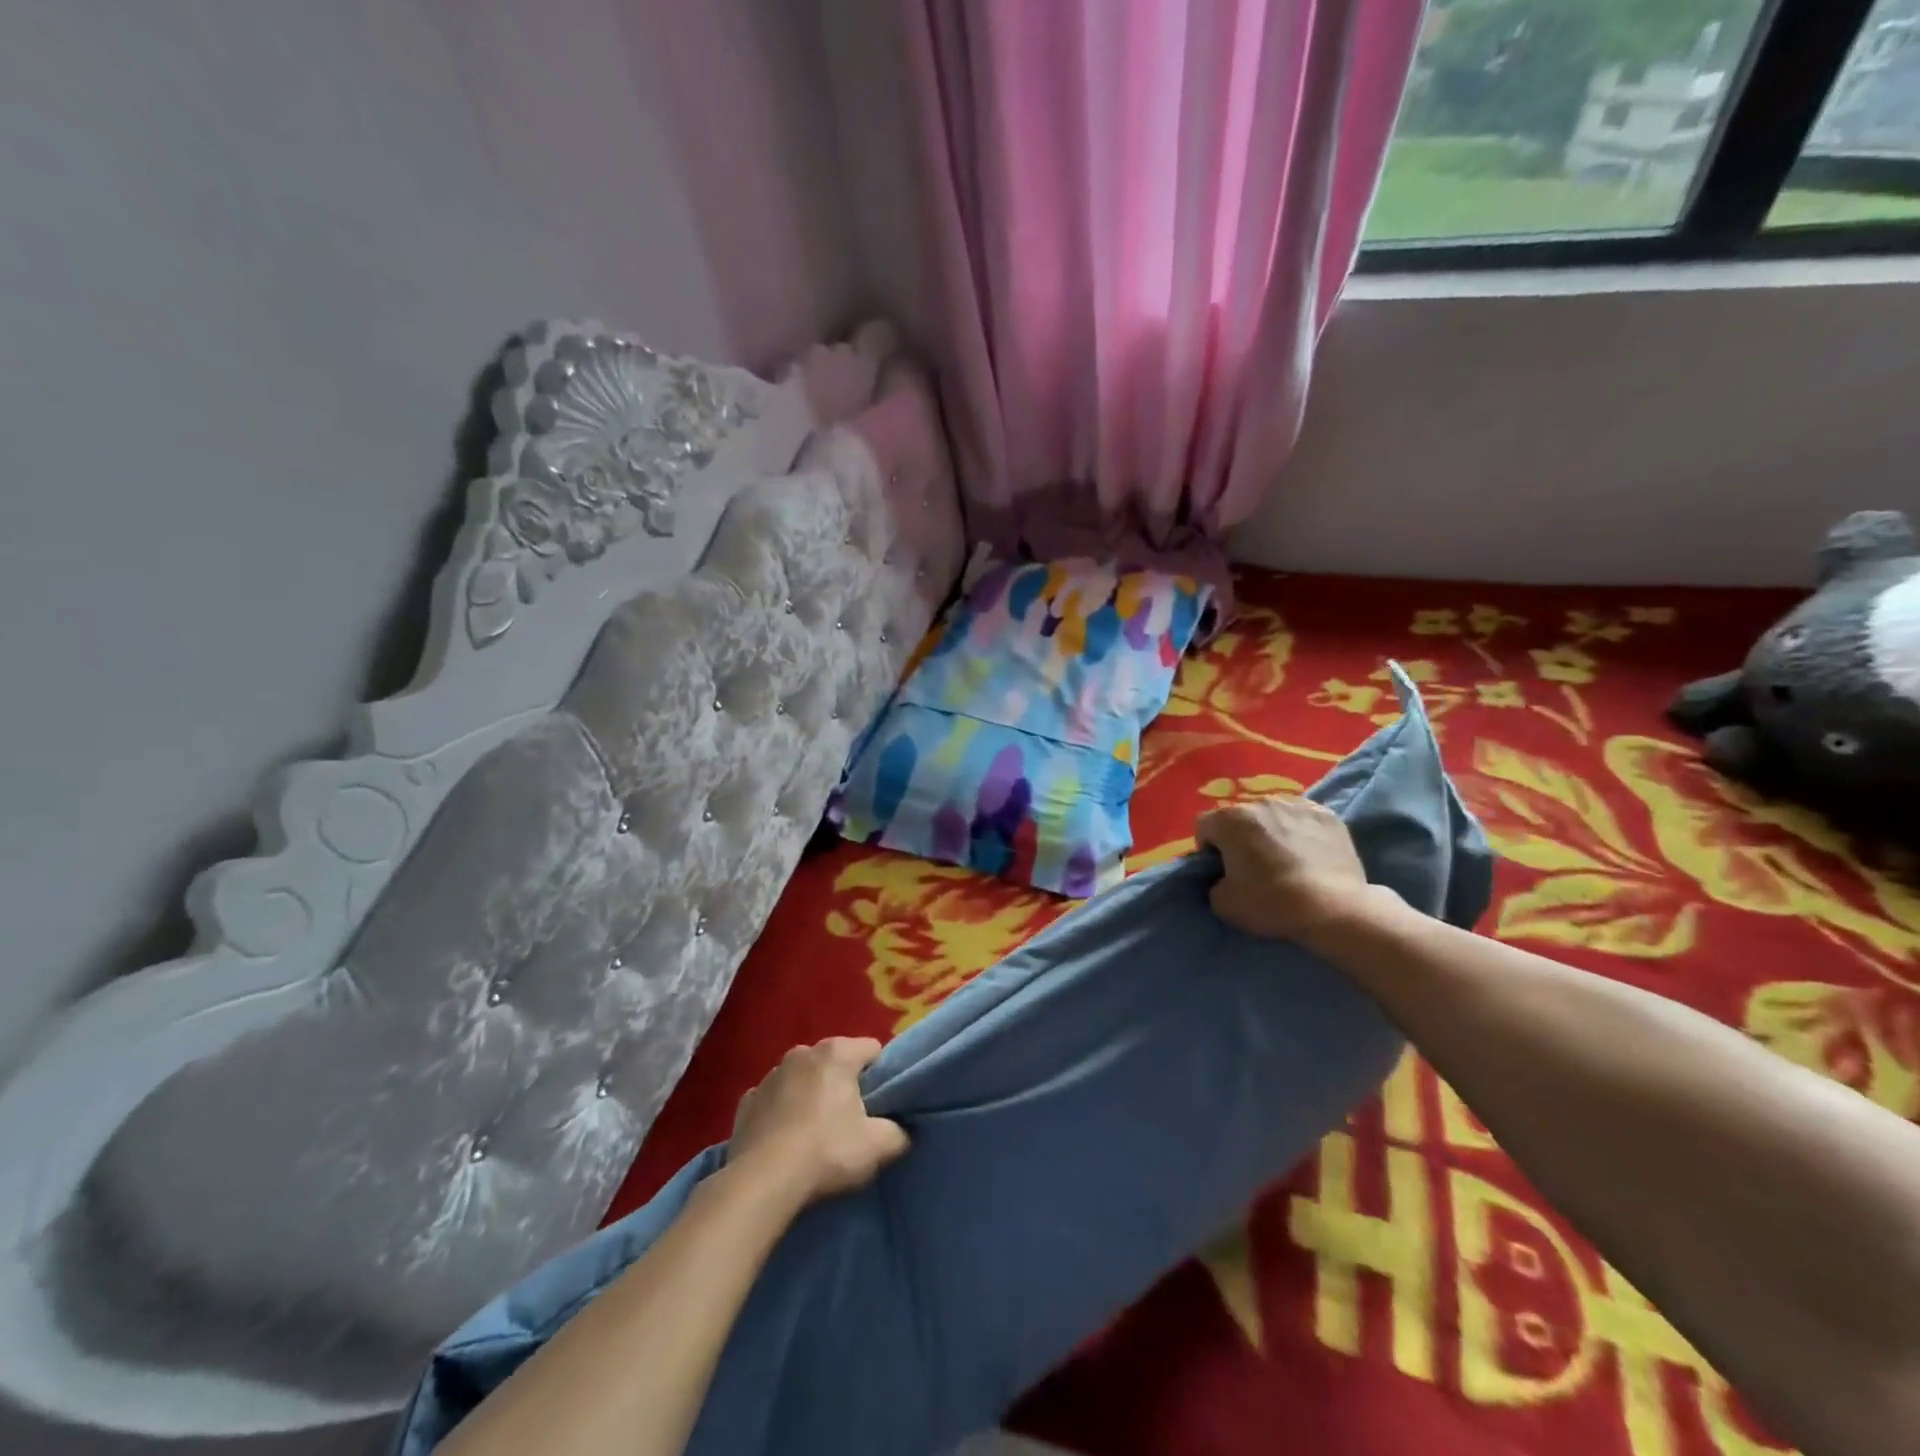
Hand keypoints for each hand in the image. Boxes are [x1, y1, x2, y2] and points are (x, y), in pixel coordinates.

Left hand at [726, 1038, 909, 1206]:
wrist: (762, 1182)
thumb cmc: (826, 1152)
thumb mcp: (878, 1146)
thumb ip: (898, 1133)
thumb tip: (900, 1132)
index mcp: (837, 1053)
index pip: (872, 1050)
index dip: (881, 1075)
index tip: (880, 1104)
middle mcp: (802, 1052)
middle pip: (835, 1063)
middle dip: (844, 1085)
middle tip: (850, 1122)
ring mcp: (770, 1075)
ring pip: (802, 1079)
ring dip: (810, 1096)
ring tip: (814, 1135)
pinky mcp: (746, 1102)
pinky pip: (774, 1101)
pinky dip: (781, 1113)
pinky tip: (784, 1141)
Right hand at [1195, 796, 1379, 945]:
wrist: (1334, 909)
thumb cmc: (1271, 902)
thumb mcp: (1222, 903)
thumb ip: (1213, 883)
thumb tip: (1222, 877)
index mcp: (1229, 819)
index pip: (1204, 826)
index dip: (1208, 849)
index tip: (1221, 870)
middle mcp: (1260, 802)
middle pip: (1239, 817)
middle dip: (1240, 836)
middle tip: (1252, 865)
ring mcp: (1296, 804)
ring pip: (1272, 813)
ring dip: (1270, 830)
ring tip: (1284, 858)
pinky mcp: (1326, 814)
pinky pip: (1302, 817)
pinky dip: (1300, 830)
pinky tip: (1309, 853)